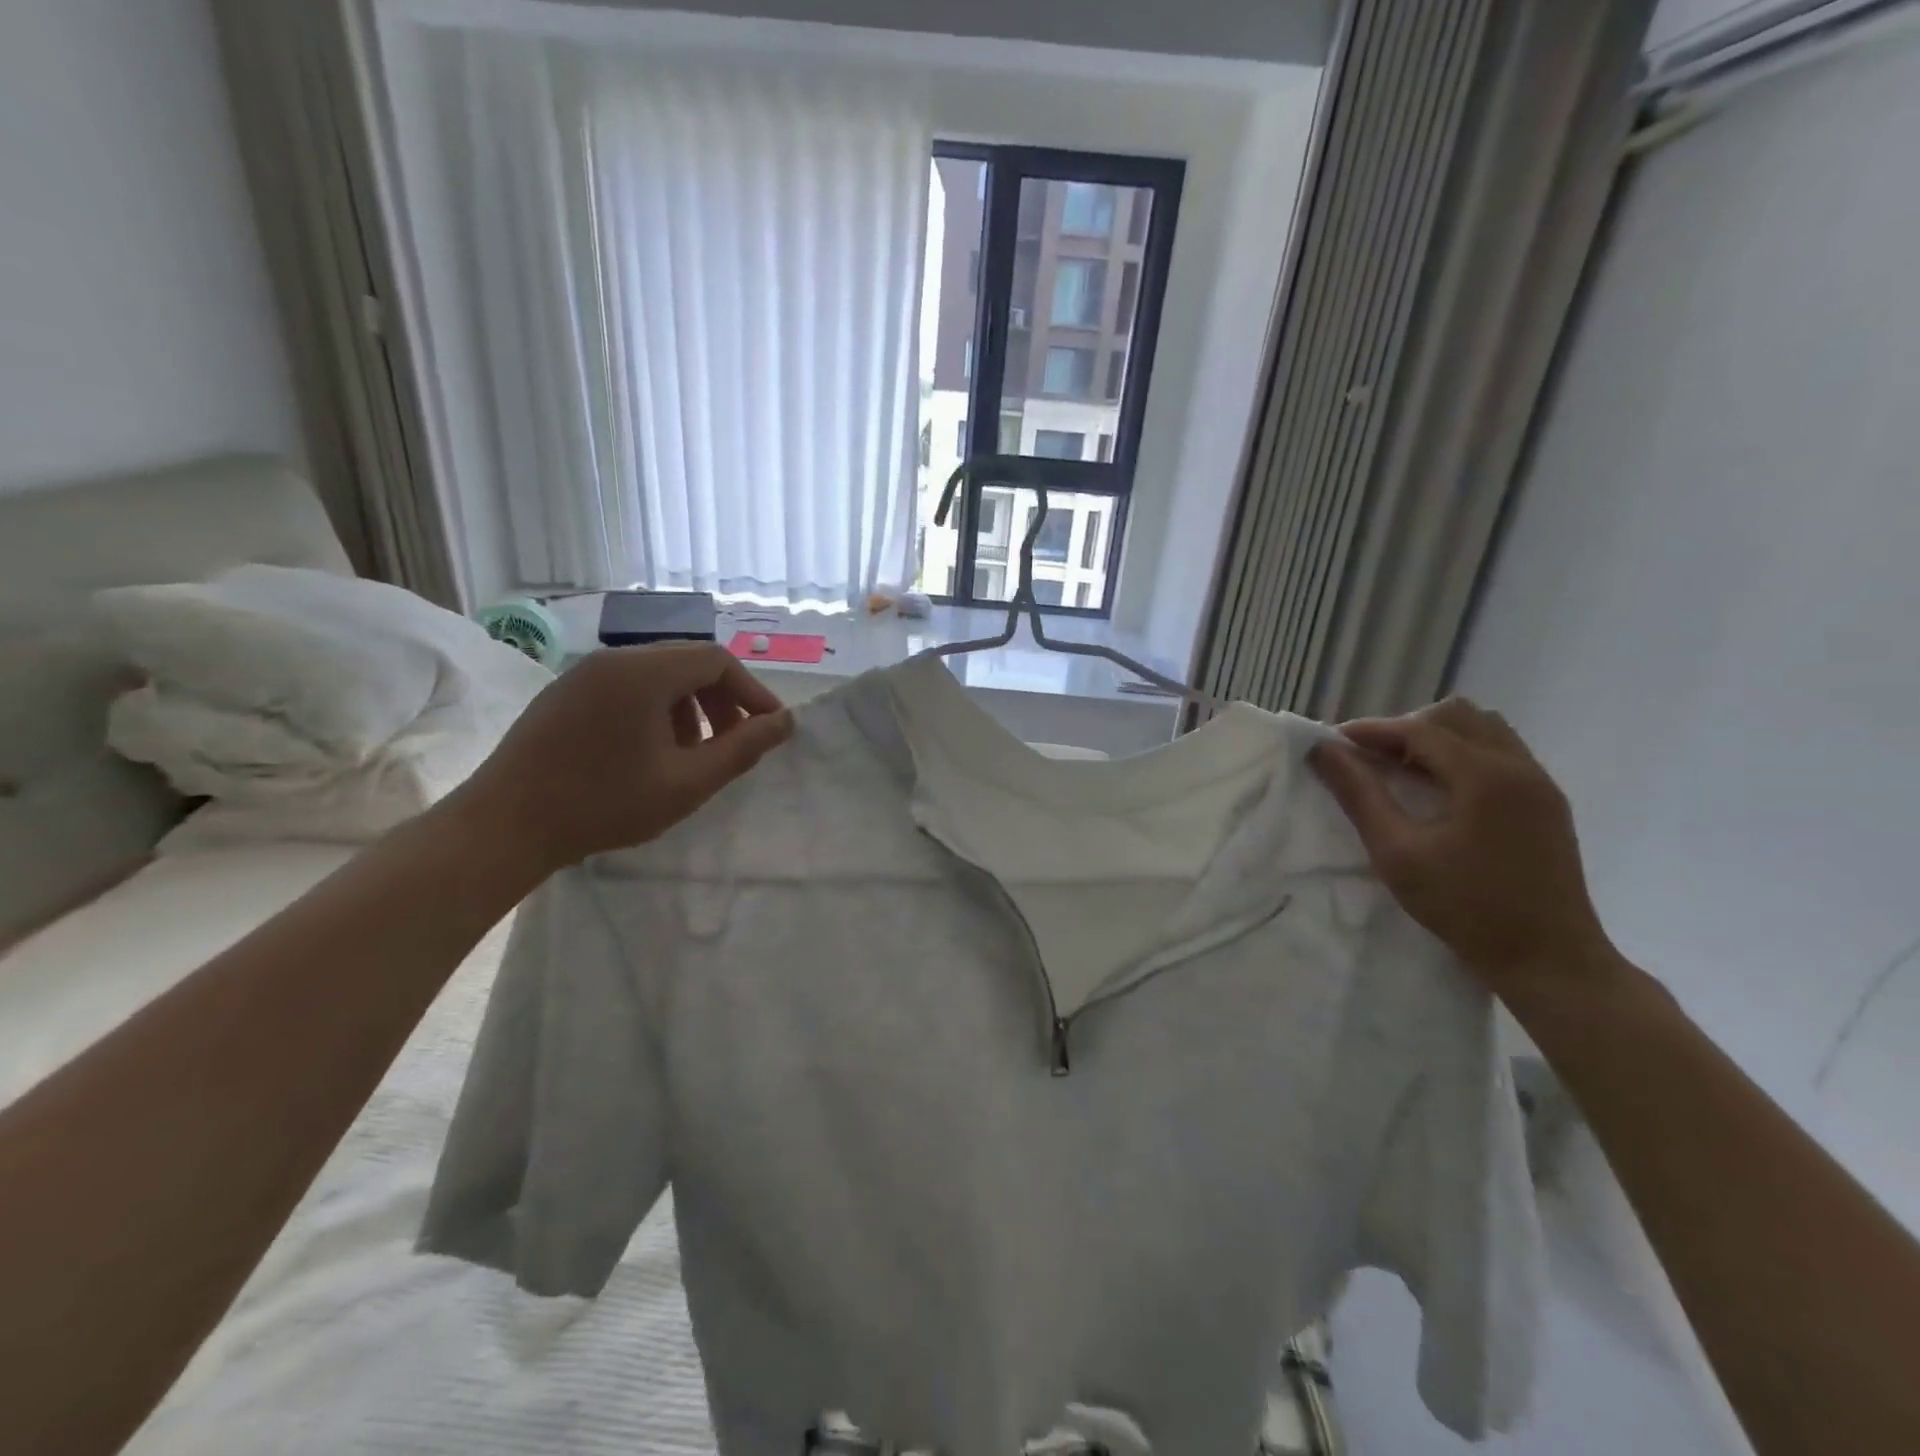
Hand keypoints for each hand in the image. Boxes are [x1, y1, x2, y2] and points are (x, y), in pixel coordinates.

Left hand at [455, 643, 793, 875]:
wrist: (505, 825)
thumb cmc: (605, 803)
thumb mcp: (687, 782)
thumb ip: (742, 749)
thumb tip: (785, 723)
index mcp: (644, 672)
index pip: (717, 660)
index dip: (751, 692)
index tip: (768, 729)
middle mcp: (614, 659)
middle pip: (688, 662)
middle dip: (722, 699)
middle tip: (735, 743)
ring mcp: (584, 673)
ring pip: (658, 674)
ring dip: (690, 706)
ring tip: (694, 753)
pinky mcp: (566, 692)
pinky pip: (627, 686)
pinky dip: (656, 709)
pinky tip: (651, 752)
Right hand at [1307, 697, 1615, 1001]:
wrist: (1549, 960)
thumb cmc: (1465, 907)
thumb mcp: (1397, 853)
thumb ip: (1359, 795)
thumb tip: (1324, 751)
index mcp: (1485, 776)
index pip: (1419, 729)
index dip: (1371, 730)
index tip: (1333, 743)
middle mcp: (1519, 766)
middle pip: (1456, 715)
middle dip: (1406, 728)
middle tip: (1370, 759)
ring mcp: (1540, 783)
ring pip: (1483, 729)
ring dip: (1437, 737)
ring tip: (1403, 770)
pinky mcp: (1547, 802)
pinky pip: (1501, 752)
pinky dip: (1463, 754)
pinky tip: (1440, 789)